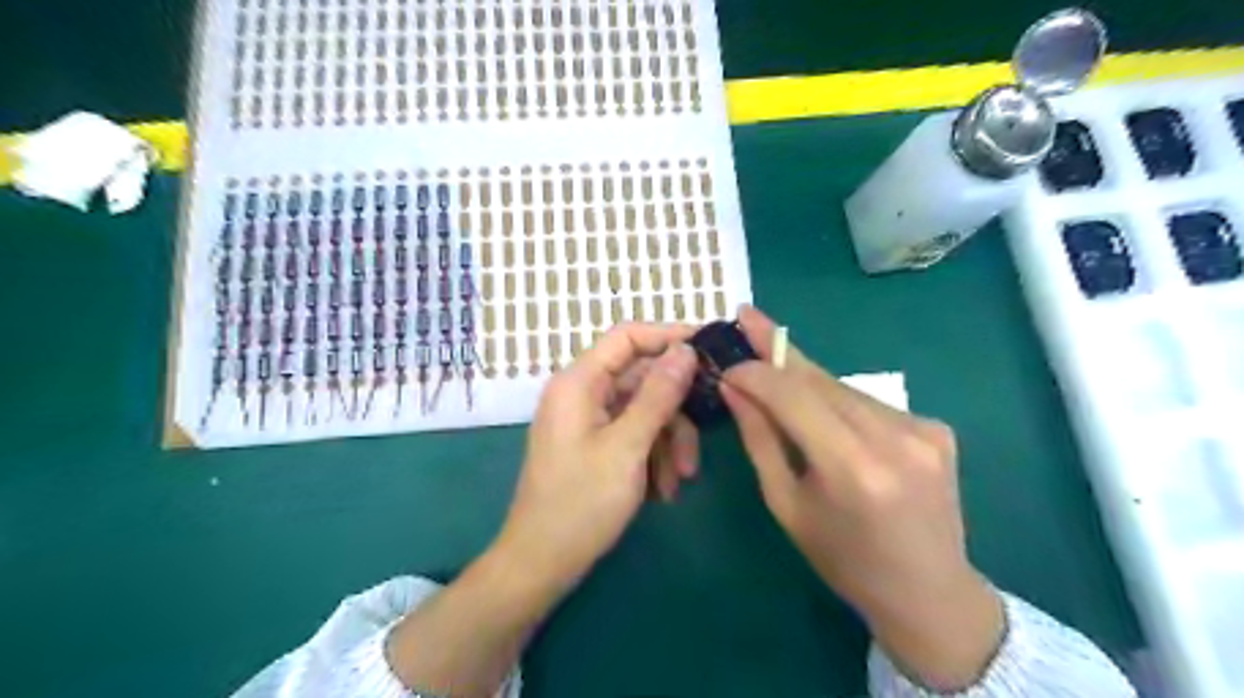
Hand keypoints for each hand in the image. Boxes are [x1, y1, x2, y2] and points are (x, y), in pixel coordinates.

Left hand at [495, 326, 698, 596]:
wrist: (541, 564)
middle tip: (701, 443)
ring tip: (680, 481)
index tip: (709, 348)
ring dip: (669, 442)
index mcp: (579, 382)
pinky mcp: (594, 445)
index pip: (627, 337)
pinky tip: (662, 491)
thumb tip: (686, 350)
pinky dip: (653, 457)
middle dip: (675, 413)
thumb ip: (658, 395)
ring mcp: (588, 421)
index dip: (668, 336)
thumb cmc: (580, 503)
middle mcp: (582, 393)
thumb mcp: (627, 447)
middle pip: (642, 380)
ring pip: (644, 412)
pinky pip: (634, 435)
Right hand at [725, 306, 1004, 692]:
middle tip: (748, 317)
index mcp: (851, 468)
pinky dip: (837, 400)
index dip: (756, 370)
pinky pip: (868, 403)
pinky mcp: (936, 428)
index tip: (728, 361)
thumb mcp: (786, 504)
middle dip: (778, 351)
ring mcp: (923, 429)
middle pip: (820, 379)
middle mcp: (894, 437)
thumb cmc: (843, 559)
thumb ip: (760, 439)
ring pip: (843, 387)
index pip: (792, 395)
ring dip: (805, 378)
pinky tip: (823, 413)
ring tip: (774, 370)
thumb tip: (735, 387)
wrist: (929, 592)